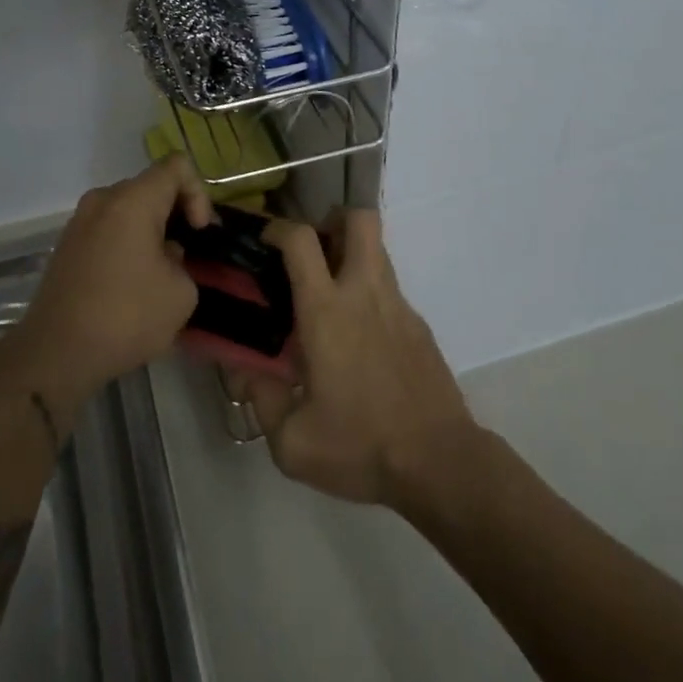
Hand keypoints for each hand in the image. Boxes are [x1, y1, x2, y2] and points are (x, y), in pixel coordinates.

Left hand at [14, 157, 208, 402]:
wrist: (54, 354)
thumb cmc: (125, 317)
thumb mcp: (181, 294)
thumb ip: (183, 261)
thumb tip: (164, 255)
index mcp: (133, 200)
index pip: (177, 166)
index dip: (199, 193)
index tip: (198, 232)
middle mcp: (103, 199)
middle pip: (151, 186)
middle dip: (175, 213)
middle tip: (186, 254)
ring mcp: (79, 221)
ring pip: (128, 209)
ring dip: (150, 231)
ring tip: (159, 273)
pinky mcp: (67, 245)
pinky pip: (108, 229)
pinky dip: (126, 244)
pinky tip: (130, 284)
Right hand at [244, 210, 479, 509]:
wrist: (440, 463)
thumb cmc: (361, 446)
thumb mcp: (292, 442)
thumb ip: (261, 399)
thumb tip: (243, 372)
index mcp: (326, 311)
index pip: (301, 239)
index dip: (278, 227)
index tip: (265, 240)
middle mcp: (364, 293)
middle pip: (358, 219)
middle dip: (333, 219)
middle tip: (312, 250)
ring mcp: (398, 305)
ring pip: (377, 249)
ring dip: (352, 253)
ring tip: (330, 292)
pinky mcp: (419, 325)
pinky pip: (389, 288)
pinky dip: (369, 293)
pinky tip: (360, 337)